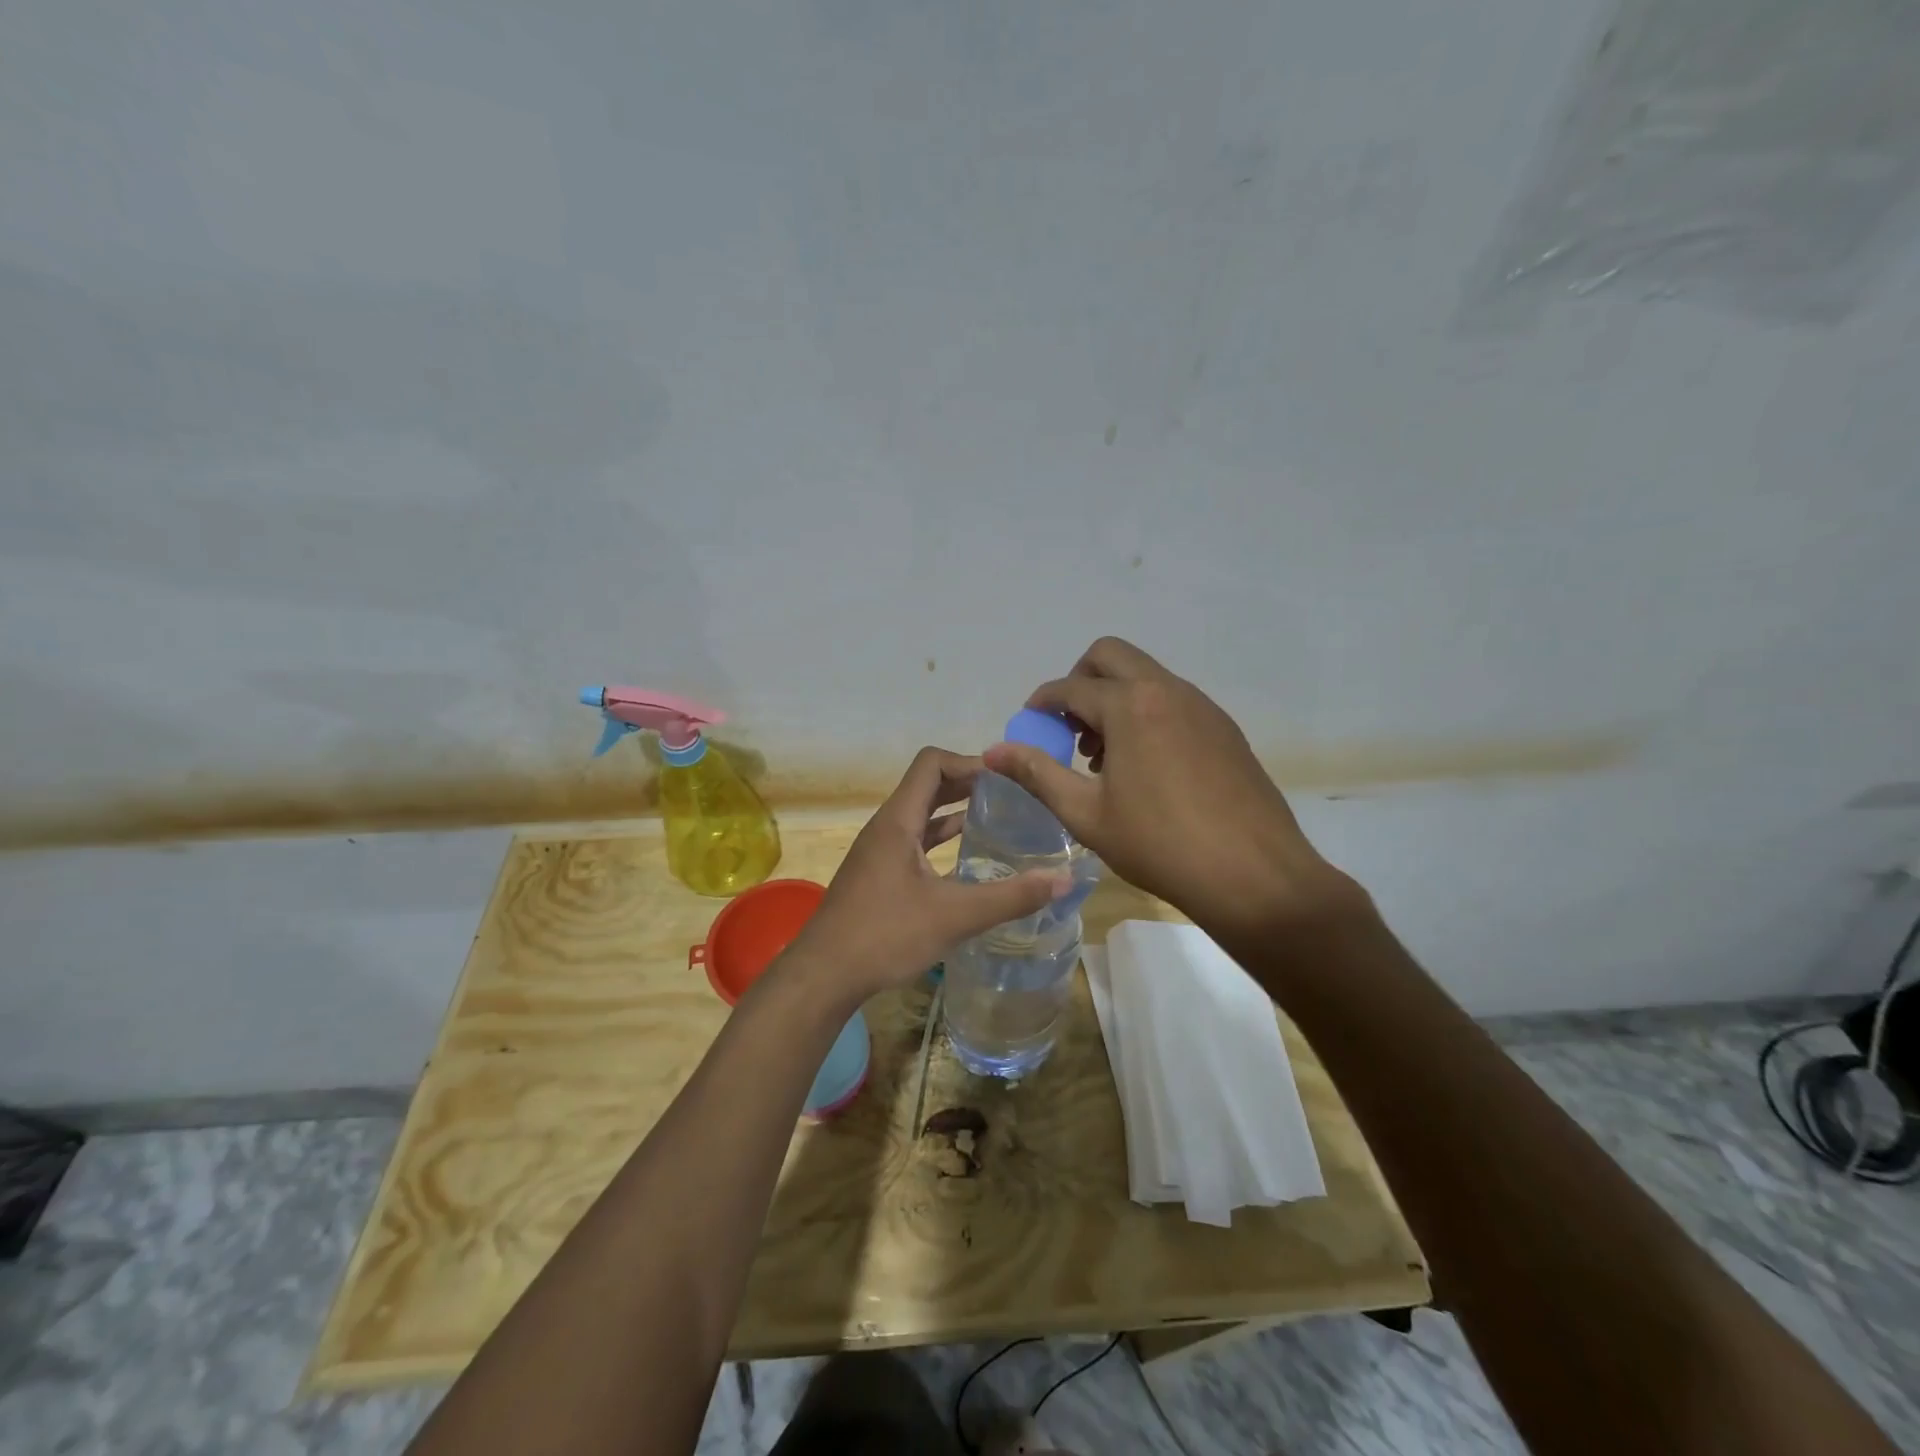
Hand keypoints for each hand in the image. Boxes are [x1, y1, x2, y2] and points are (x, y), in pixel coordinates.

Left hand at [783, 747, 1069, 1001]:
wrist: (823, 975)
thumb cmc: (885, 935)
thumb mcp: (954, 916)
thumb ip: (1011, 896)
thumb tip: (1064, 879)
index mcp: (898, 820)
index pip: (932, 762)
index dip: (969, 762)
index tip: (1006, 779)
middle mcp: (886, 827)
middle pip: (928, 785)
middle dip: (968, 784)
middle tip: (1012, 795)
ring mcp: (879, 851)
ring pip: (921, 815)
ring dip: (955, 811)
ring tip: (997, 819)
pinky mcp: (878, 875)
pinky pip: (914, 841)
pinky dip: (941, 840)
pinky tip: (967, 859)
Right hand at [983, 637, 1363, 942]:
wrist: (1254, 875)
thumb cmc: (1159, 845)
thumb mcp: (1086, 814)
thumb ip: (1037, 774)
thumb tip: (993, 751)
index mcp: (1130, 706)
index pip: (1071, 687)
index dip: (1042, 702)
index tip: (1030, 723)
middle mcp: (1167, 690)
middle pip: (1110, 656)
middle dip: (1079, 681)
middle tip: (1069, 727)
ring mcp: (1202, 706)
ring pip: (1145, 676)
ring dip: (1114, 698)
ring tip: (1105, 756)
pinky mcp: (1224, 727)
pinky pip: (1173, 700)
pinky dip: (1146, 713)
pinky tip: (1146, 766)